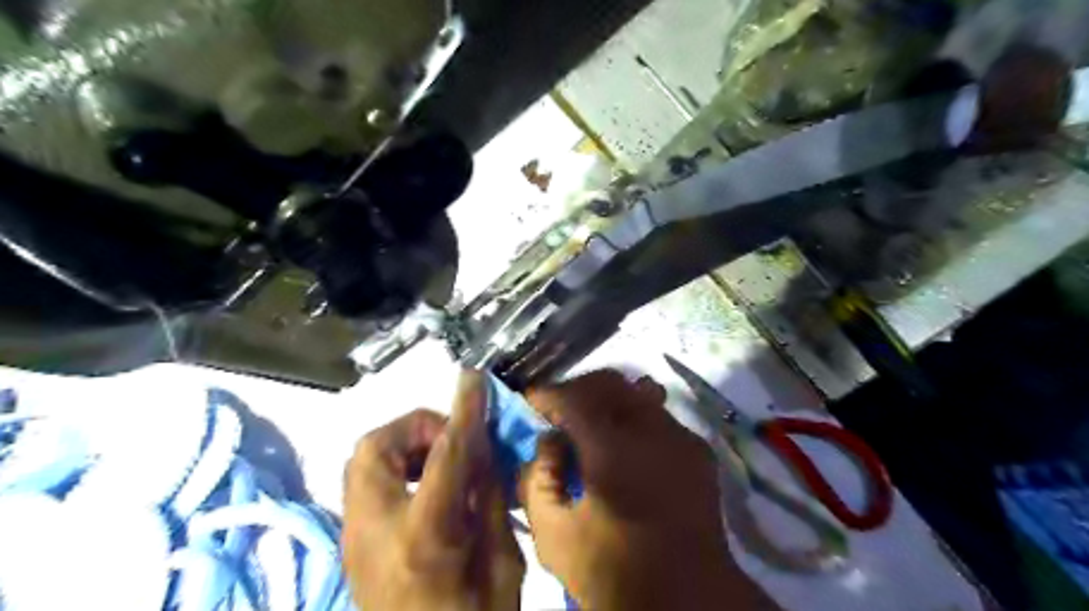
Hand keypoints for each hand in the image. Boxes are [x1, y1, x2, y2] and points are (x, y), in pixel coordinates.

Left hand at [342, 372, 524, 610]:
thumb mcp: (502, 564)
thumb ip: (490, 499)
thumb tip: (485, 451)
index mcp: (425, 538)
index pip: (446, 455)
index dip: (463, 411)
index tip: (473, 379)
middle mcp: (375, 531)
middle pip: (377, 447)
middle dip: (418, 426)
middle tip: (455, 441)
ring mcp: (353, 538)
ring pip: (363, 460)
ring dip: (405, 445)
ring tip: (442, 462)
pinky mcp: (350, 542)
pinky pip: (366, 480)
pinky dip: (396, 466)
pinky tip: (426, 488)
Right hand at [523, 370, 777, 608]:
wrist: (688, 600)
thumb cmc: (615, 572)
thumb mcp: (554, 536)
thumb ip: (538, 480)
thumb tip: (546, 442)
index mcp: (612, 451)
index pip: (573, 398)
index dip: (546, 394)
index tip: (530, 400)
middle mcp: (651, 431)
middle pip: (610, 383)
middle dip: (578, 389)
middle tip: (560, 410)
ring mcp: (680, 437)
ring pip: (638, 393)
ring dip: (609, 401)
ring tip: (593, 424)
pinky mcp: (697, 450)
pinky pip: (659, 417)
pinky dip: (635, 419)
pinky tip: (627, 447)